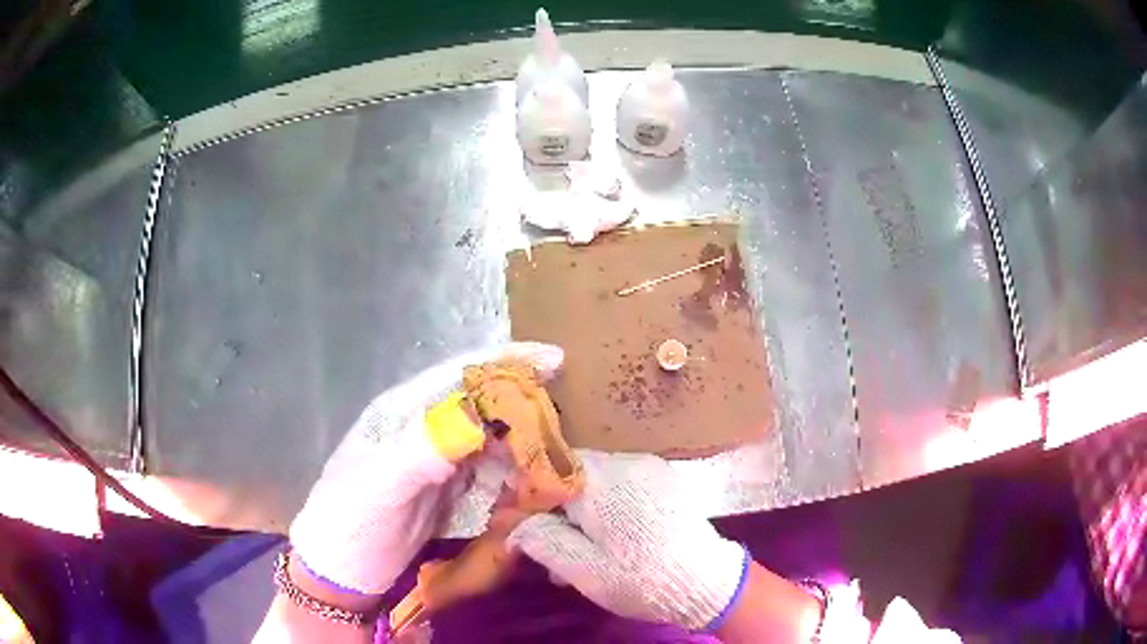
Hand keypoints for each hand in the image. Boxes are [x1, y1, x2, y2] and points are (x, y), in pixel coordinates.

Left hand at [289, 342, 563, 594]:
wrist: (340, 573)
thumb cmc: (348, 522)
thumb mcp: (378, 486)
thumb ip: (421, 451)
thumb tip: (478, 418)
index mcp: (400, 414)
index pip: (457, 376)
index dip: (503, 363)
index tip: (554, 359)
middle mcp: (421, 430)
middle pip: (480, 405)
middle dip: (522, 403)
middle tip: (566, 414)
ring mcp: (435, 462)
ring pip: (489, 438)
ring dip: (523, 439)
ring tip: (559, 448)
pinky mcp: (446, 491)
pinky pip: (488, 472)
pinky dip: (513, 471)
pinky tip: (533, 478)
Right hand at [507, 450, 747, 630]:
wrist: (707, 583)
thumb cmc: (641, 579)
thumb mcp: (582, 569)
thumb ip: (541, 539)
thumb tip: (512, 525)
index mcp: (602, 481)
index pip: (546, 470)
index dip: (525, 495)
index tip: (513, 520)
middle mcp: (625, 463)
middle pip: (571, 474)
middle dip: (552, 506)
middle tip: (542, 543)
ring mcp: (649, 469)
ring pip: (595, 481)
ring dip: (577, 509)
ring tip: (573, 551)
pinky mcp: (664, 481)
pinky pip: (620, 485)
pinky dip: (603, 506)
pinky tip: (604, 539)